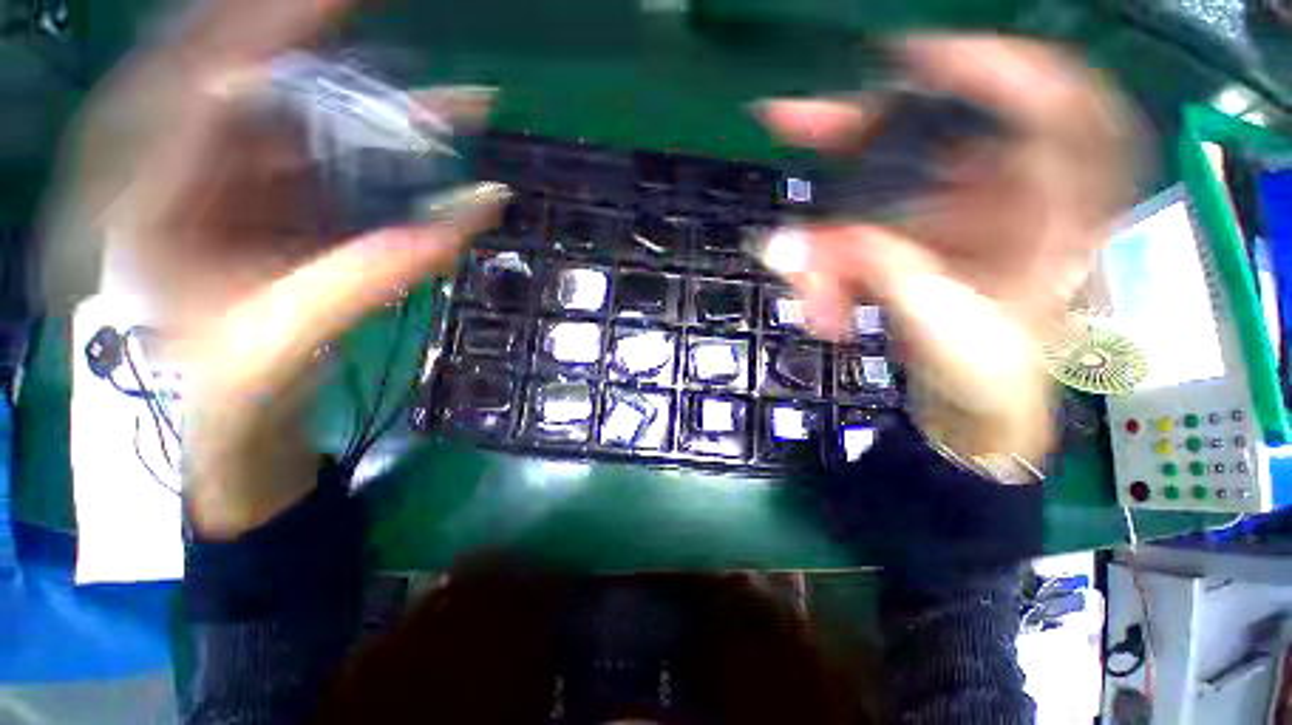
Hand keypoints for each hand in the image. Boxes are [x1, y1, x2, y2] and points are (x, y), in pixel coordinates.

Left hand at [72, 0, 507, 535]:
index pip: (199, 88)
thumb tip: (458, 229)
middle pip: (236, 71)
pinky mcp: (272, 193)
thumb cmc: (236, 384)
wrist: (232, 406)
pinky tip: (427, 135)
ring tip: (445, 100)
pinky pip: (322, 147)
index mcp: (147, 202)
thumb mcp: (289, 337)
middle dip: (301, 34)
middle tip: (365, 10)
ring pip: (294, 110)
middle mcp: (180, 169)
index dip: (266, 33)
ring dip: (369, 98)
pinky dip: (376, 138)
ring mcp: (230, 176)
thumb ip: (367, 276)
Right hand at [757, 36, 1138, 465]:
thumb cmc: (991, 372)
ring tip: (807, 290)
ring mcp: (961, 218)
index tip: (911, 57)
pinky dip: (831, 258)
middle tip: (788, 122)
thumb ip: (873, 268)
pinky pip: (869, 230)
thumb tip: (790, 241)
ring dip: (828, 233)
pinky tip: (819, 299)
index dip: (987, 63)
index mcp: (1058, 210)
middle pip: (934, 136)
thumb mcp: (943, 319)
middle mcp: (1009, 198)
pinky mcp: (923, 242)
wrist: (978, 406)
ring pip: (886, 194)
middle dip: (858, 131)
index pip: (1051, 99)